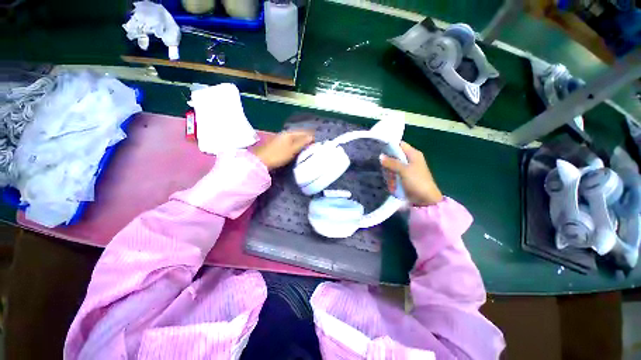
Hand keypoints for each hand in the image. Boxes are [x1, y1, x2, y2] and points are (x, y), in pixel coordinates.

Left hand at [252, 130, 314, 169]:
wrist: (261, 161)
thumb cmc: (278, 155)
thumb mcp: (292, 150)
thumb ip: (302, 143)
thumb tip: (312, 137)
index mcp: (289, 133)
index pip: (304, 132)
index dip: (311, 136)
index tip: (318, 142)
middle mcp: (286, 134)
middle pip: (299, 134)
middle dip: (307, 139)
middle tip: (314, 145)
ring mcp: (281, 139)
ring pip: (295, 139)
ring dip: (302, 142)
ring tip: (308, 148)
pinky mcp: (279, 144)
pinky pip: (291, 142)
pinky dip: (297, 145)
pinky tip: (299, 150)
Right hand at [380, 142, 442, 206]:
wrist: (425, 200)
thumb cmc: (417, 182)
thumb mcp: (404, 170)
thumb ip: (392, 162)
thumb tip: (380, 156)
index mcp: (414, 154)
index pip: (400, 144)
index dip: (389, 145)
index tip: (378, 146)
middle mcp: (410, 159)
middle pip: (395, 154)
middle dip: (386, 156)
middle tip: (375, 158)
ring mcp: (407, 169)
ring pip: (394, 163)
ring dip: (387, 166)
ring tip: (376, 166)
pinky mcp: (404, 177)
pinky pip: (394, 171)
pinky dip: (389, 173)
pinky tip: (382, 173)